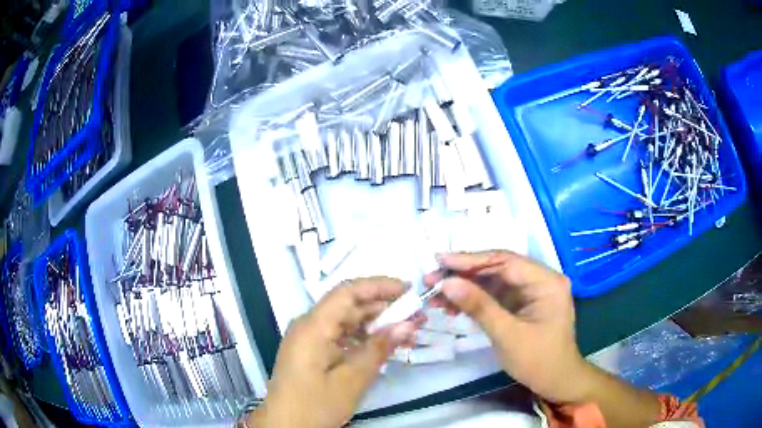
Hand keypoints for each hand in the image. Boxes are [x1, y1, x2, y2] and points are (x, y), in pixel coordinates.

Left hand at [249, 277, 417, 427]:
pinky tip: (383, 347)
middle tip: (415, 315)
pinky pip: (340, 337)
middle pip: (348, 306)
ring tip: (406, 332)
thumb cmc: (314, 405)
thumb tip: (407, 325)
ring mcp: (309, 339)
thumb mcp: (351, 380)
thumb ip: (378, 350)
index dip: (379, 286)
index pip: (347, 292)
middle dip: (383, 308)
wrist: (285, 427)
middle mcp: (309, 326)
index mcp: (313, 326)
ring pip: (346, 322)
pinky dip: (363, 340)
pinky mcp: (312, 352)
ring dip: (375, 325)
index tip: (408, 289)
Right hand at [426, 251, 587, 403]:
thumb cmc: (538, 360)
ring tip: (435, 295)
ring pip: (492, 281)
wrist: (555, 382)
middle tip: (431, 279)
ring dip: (465, 287)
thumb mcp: (507, 335)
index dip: (471, 260)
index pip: (505, 261)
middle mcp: (539, 279)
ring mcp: (530, 291)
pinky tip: (452, 306)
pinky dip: (474, 300)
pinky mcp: (521, 303)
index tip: (440, 261)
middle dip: (464, 274)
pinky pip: (495, 295)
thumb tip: (447, 283)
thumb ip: (479, 307)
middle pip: (497, 268)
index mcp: (546, 281)